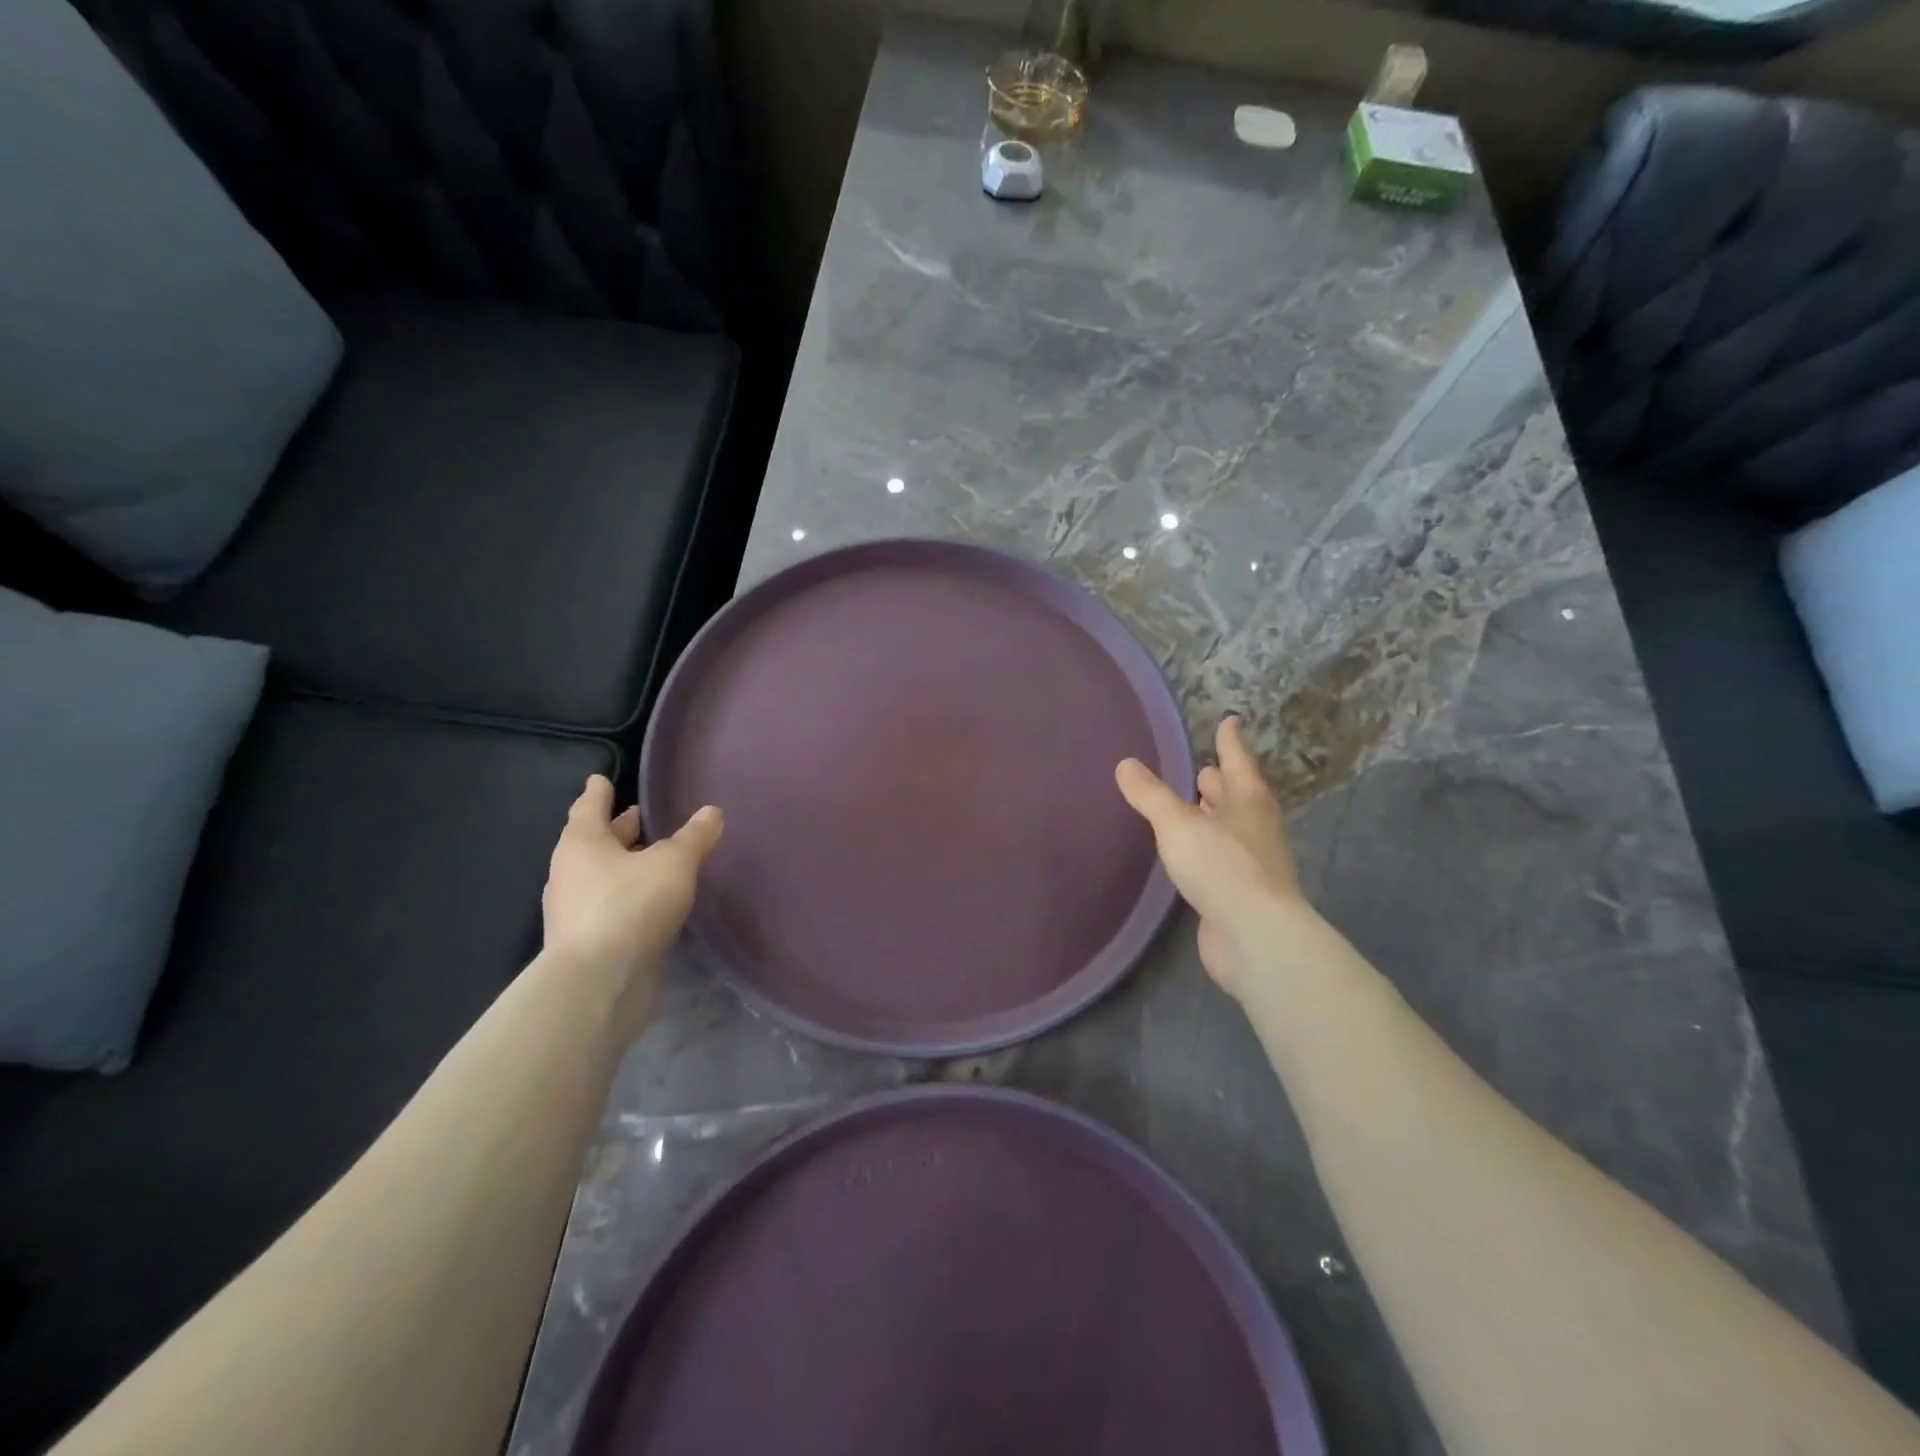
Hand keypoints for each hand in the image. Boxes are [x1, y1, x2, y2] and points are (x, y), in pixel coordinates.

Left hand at [542, 775, 722, 1033]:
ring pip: (603, 876)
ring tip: (656, 860)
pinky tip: (655, 902)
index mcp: (582, 844)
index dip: (599, 792)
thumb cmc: (631, 906)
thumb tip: (712, 812)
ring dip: (626, 866)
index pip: (589, 807)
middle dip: (619, 830)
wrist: (599, 984)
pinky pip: (612, 908)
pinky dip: (630, 898)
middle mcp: (571, 874)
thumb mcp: (674, 863)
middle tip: (642, 818)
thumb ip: (694, 837)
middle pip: (596, 842)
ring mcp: (576, 912)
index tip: (600, 778)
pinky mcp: (590, 944)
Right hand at [1116, 716, 1305, 999]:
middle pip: (1238, 796)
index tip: (1230, 721)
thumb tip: (1126, 764)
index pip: (1237, 761)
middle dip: (1221, 783)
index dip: (1230, 741)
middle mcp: (1256, 828)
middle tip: (1203, 769)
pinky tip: (1190, 855)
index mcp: (1249, 802)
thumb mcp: (1178, 824)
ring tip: (1193, 807)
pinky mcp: (1242, 895)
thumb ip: (1151, 796)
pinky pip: (1222, 860)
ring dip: (1214, 816)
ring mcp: (1253, 863)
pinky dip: (1207, 849)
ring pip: (1231, 829)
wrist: (1255, 937)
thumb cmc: (1221, 867)